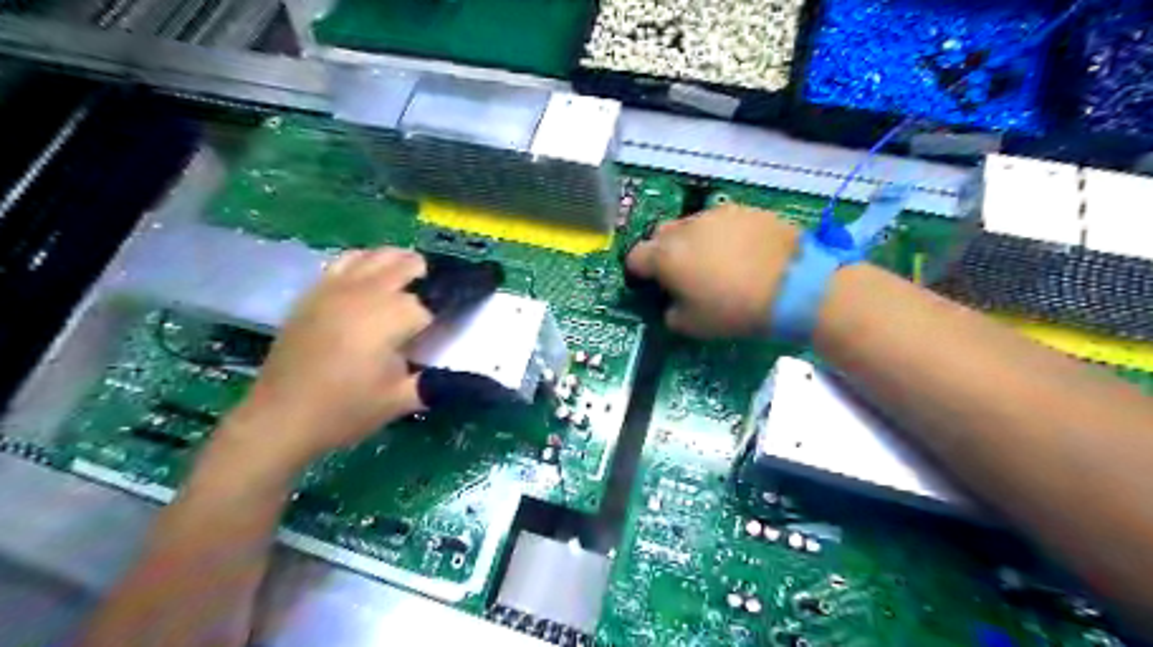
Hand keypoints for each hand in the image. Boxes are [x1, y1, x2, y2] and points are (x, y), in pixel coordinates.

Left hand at [229, 249, 432, 464]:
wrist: (280, 418)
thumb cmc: (345, 410)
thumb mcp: (400, 401)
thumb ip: (437, 384)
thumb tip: (471, 381)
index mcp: (390, 318)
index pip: (428, 305)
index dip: (440, 317)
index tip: (441, 333)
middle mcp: (365, 293)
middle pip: (404, 265)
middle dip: (424, 276)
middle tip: (434, 297)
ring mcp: (335, 289)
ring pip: (374, 256)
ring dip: (396, 261)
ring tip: (407, 278)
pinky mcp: (314, 294)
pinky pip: (344, 262)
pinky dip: (364, 262)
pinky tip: (367, 278)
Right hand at [626, 204, 798, 338]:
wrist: (795, 285)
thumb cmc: (735, 309)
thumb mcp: (693, 326)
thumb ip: (671, 313)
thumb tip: (671, 304)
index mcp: (665, 255)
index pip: (635, 257)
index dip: (638, 273)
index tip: (650, 285)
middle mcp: (685, 228)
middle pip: (660, 235)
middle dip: (663, 252)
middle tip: (680, 273)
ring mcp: (715, 215)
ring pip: (691, 225)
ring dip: (692, 241)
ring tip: (714, 261)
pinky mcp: (744, 209)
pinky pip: (720, 221)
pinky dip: (721, 235)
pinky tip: (739, 252)